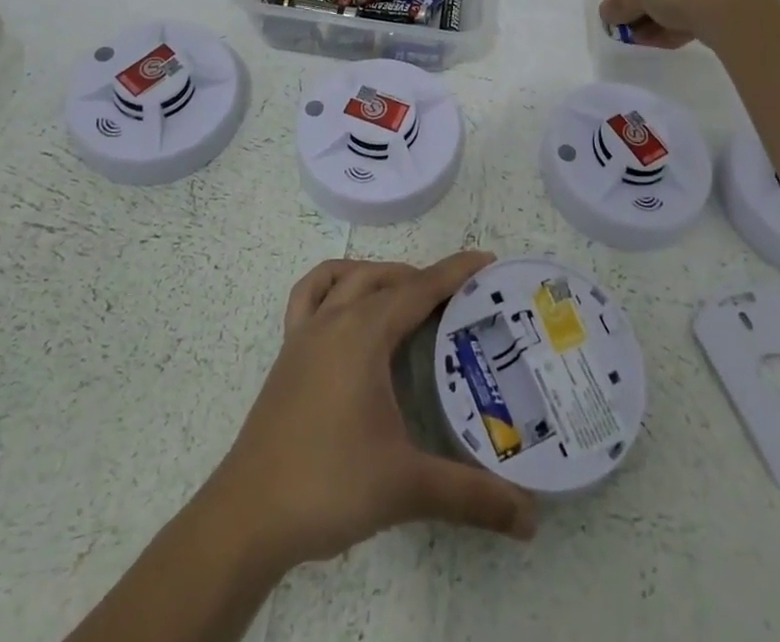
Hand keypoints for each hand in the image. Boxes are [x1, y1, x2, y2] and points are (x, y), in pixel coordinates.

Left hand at [206, 252, 536, 571]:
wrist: (247, 516)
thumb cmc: (329, 485)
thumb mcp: (407, 486)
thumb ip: (471, 496)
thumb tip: (531, 519)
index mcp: (364, 332)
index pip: (420, 289)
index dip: (456, 272)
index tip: (487, 260)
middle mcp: (334, 319)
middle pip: (385, 278)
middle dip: (423, 278)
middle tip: (458, 299)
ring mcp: (304, 334)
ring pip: (346, 278)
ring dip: (379, 276)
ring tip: (406, 298)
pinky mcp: (287, 354)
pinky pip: (308, 296)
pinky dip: (332, 286)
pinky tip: (345, 309)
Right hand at [597, 0, 758, 48]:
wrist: (724, 9)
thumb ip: (619, 5)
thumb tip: (606, 13)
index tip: (635, 5)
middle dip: (656, 2)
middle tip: (642, 26)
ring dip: (671, 15)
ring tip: (658, 39)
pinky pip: (708, 3)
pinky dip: (692, 19)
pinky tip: (679, 39)